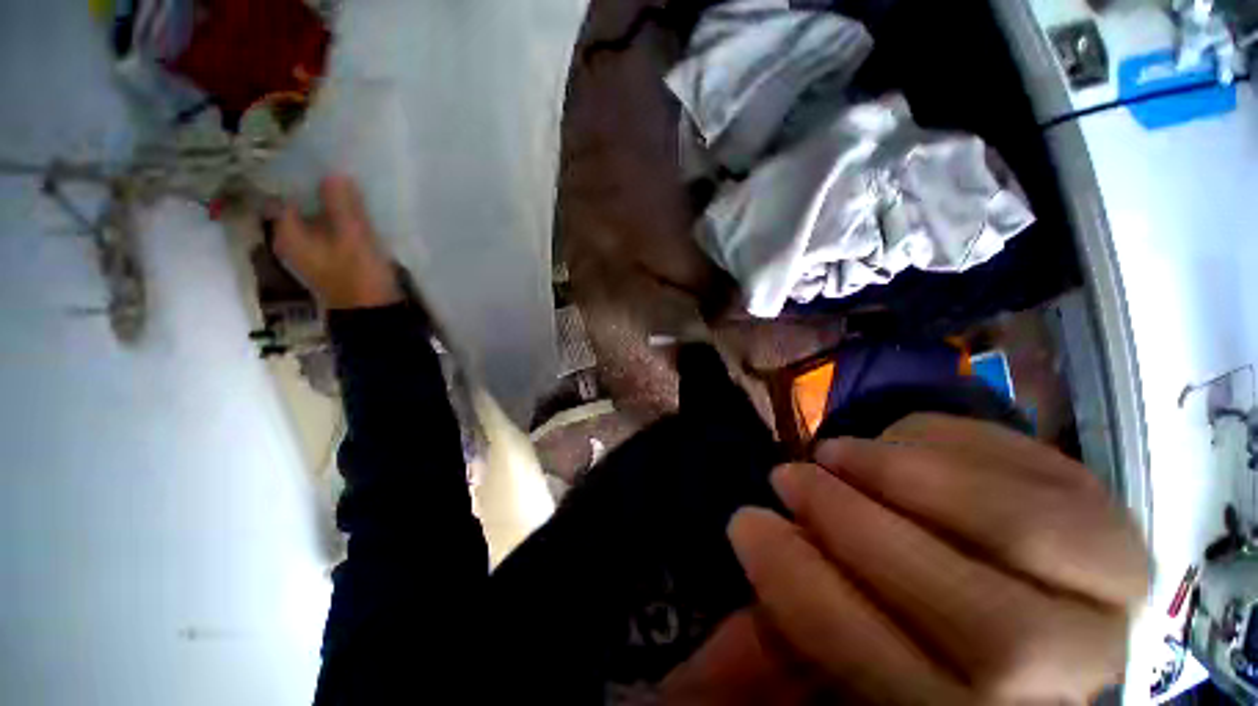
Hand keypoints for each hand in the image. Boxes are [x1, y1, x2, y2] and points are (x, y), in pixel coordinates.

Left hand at [273, 175, 402, 309]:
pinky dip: (342, 220)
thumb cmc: (358, 276)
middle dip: (320, 189)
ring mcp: (314, 251)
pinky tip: (359, 213)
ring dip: (333, 204)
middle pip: (302, 206)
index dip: (300, 176)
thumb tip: (334, 172)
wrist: (374, 314)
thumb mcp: (352, 238)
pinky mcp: (333, 258)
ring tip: (353, 187)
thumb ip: (341, 205)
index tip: (320, 161)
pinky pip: (333, 230)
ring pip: (319, 218)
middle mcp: (294, 241)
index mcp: (288, 234)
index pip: (284, 194)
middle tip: (340, 170)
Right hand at [728, 414, 1149, 704]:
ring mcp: (1110, 594)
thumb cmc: (900, 615)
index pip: (902, 693)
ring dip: (901, 483)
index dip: (809, 602)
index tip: (744, 524)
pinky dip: (940, 448)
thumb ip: (774, 656)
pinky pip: (1028, 474)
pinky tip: (888, 443)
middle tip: (786, 479)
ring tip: (831, 454)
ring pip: (1022, 541)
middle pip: (989, 637)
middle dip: (860, 538)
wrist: (989, 565)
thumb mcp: (830, 642)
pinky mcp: (1109, 518)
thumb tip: (672, 690)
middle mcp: (1070, 681)